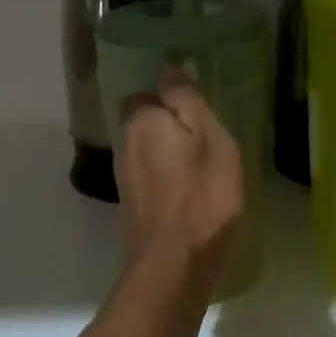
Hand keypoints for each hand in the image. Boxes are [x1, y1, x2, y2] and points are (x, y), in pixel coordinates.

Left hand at [115, 70, 244, 275]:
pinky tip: (194, 191)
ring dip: (172, 154)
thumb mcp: (210, 137)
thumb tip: (168, 70)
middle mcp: (125, 144)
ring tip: (206, 166)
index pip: (149, 92)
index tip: (202, 112)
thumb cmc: (202, 196)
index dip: (174, 99)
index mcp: (141, 121)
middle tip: (210, 139)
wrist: (175, 266)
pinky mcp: (134, 206)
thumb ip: (187, 100)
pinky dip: (170, 178)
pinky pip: (153, 176)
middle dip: (172, 126)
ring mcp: (126, 178)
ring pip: (150, 150)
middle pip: (147, 122)